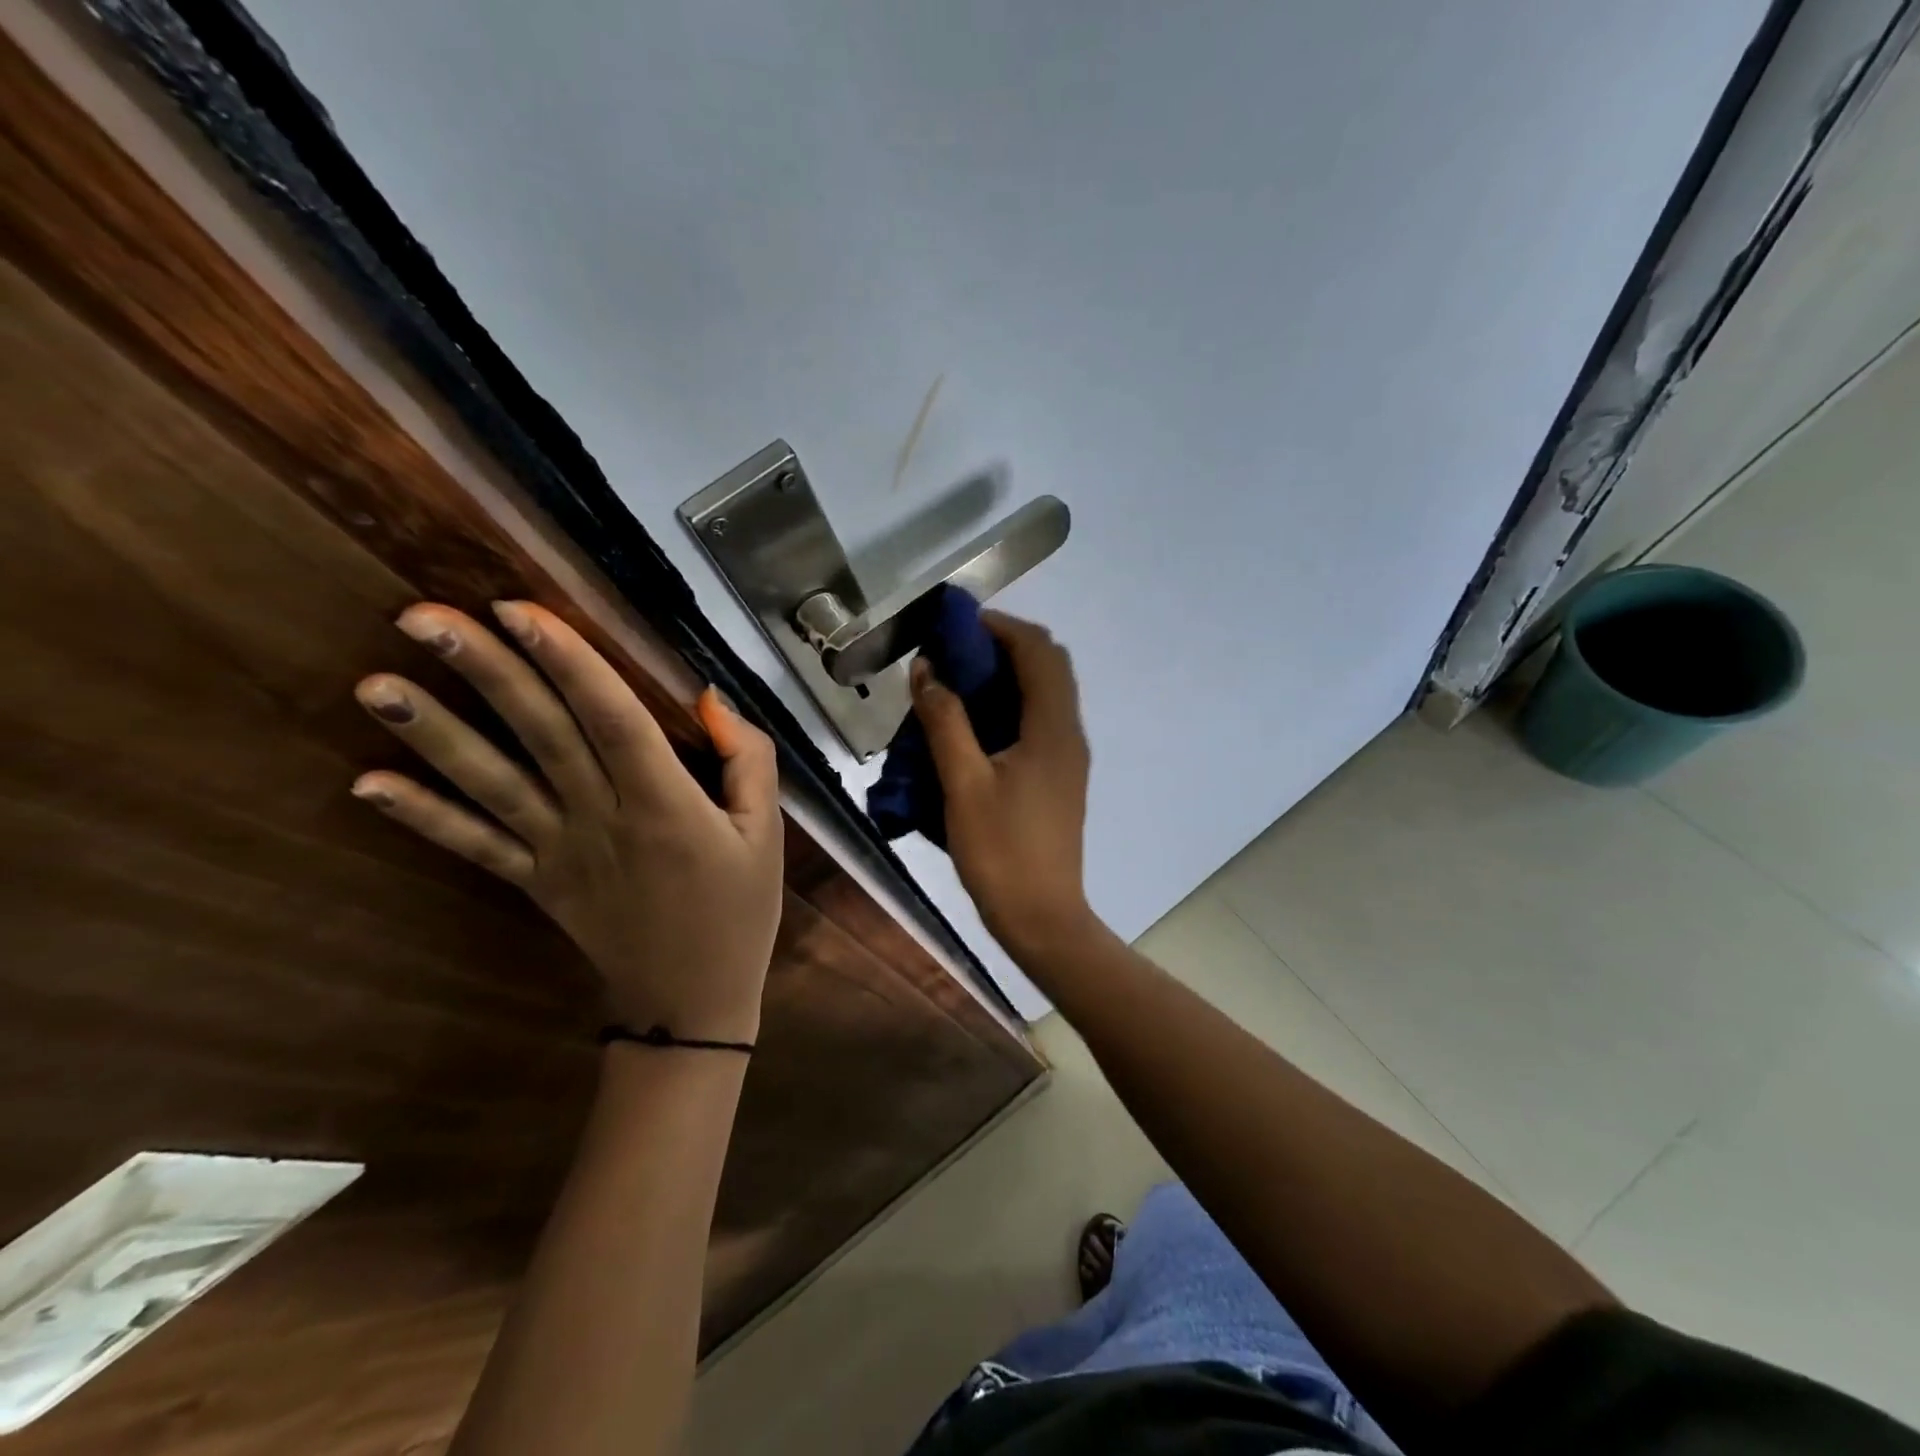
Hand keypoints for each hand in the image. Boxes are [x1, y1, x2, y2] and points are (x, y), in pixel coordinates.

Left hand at [350, 602, 783, 1043]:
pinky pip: (476, 847)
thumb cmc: (739, 910)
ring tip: (375, 684)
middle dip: (487, 673)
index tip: (517, 610)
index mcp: (667, 804)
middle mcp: (603, 820)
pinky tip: (367, 784)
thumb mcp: (767, 833)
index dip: (567, 662)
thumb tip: (708, 699)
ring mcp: (560, 853)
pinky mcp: (535, 883)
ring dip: (434, 734)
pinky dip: (422, 817)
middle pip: (541, 736)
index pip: (612, 719)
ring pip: (494, 784)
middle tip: (419, 617)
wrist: (691, 1001)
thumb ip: (748, 760)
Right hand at [910, 611, 1097, 960]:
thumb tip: (926, 669)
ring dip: (1008, 676)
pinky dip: (1011, 706)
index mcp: (1052, 728)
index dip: (1000, 627)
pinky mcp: (1060, 777)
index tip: (956, 626)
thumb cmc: (1001, 851)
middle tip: (955, 653)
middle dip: (1004, 646)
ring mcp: (1069, 757)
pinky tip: (975, 726)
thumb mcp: (963, 784)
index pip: (1038, 650)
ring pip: (1046, 694)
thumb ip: (945, 722)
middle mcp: (1069, 733)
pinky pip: (1040, 721)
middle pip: (1048, 665)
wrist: (1042, 917)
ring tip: (959, 683)